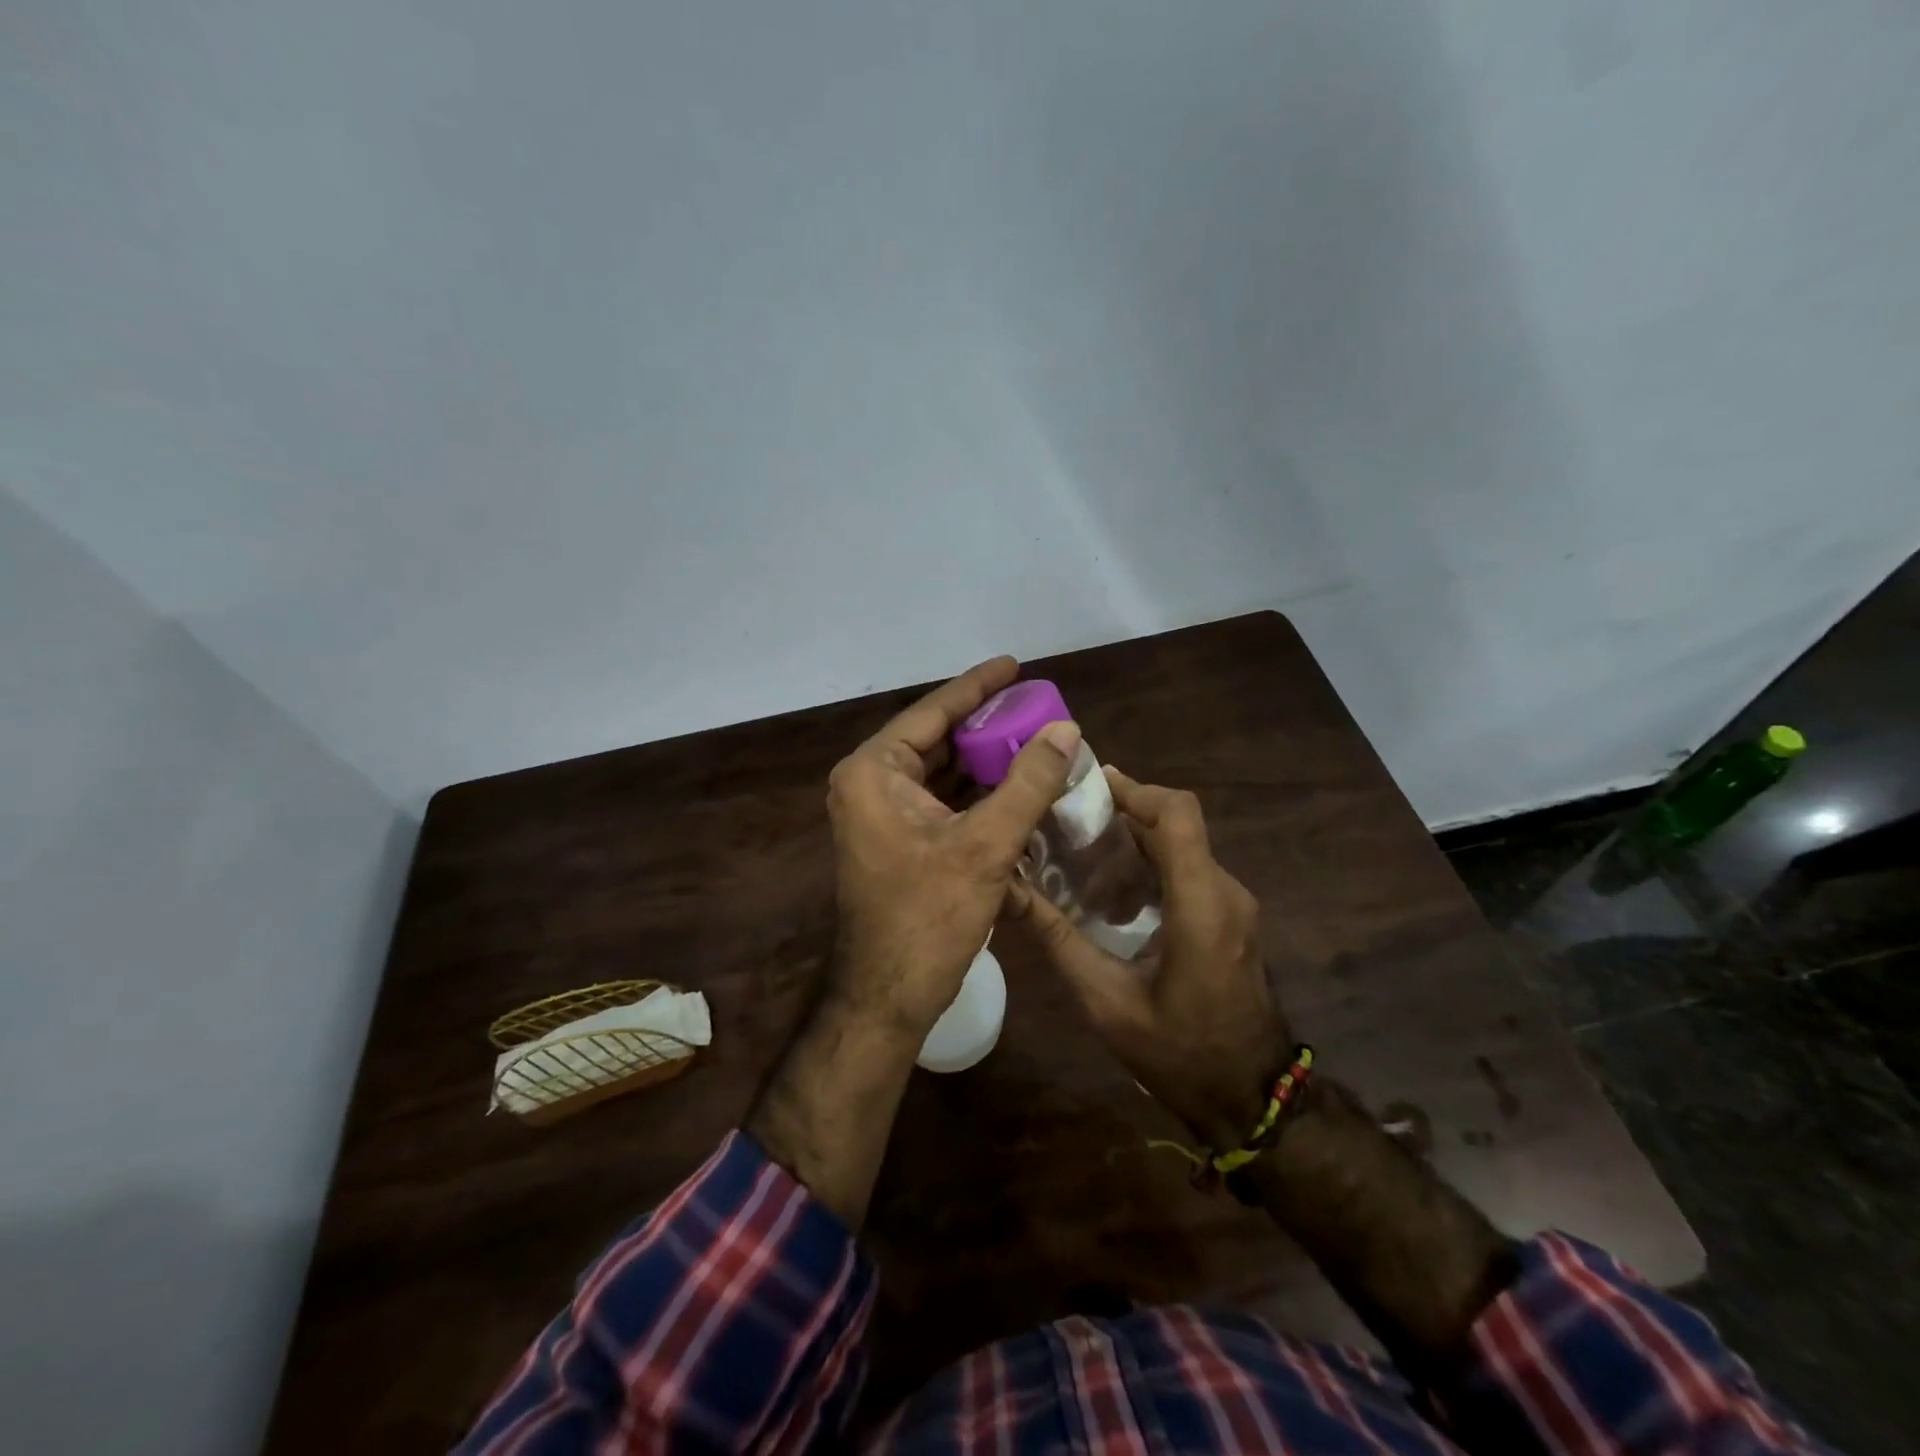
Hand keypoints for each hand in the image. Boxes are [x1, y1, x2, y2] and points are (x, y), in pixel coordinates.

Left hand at [826, 656, 1082, 1041]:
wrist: (889, 996)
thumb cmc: (928, 917)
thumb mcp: (986, 845)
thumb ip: (1028, 782)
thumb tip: (1066, 730)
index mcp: (874, 772)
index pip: (932, 712)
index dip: (977, 686)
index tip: (1015, 664)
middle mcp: (871, 784)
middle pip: (938, 739)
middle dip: (987, 726)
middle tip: (1036, 707)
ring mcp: (881, 814)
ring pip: (943, 772)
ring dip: (986, 762)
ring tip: (1036, 741)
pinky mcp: (898, 840)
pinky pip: (943, 802)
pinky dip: (978, 795)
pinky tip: (1017, 787)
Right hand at [1010, 769, 1290, 1147]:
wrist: (1251, 1099)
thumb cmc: (1179, 1053)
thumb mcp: (1106, 1001)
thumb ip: (1058, 940)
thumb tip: (1008, 892)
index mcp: (1201, 904)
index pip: (1178, 815)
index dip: (1135, 789)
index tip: (1088, 784)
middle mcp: (1225, 892)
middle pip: (1178, 823)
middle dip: (1125, 809)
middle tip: (1068, 815)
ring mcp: (1234, 905)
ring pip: (1184, 844)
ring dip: (1136, 836)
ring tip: (1080, 844)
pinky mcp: (1231, 918)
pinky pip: (1191, 869)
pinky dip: (1151, 861)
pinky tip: (1111, 886)